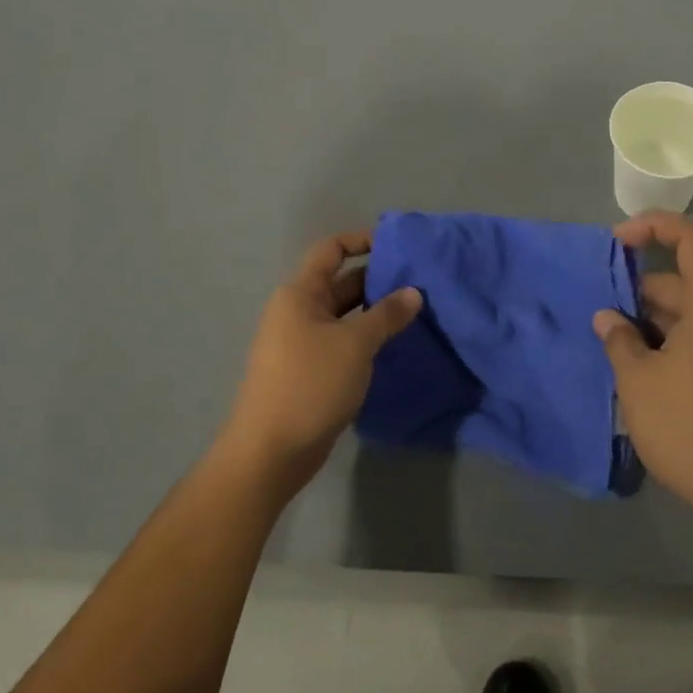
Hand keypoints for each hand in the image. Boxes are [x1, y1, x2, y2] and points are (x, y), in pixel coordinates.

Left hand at [225, 229, 421, 492]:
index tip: (399, 246)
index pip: (331, 250)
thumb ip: (387, 314)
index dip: (362, 241)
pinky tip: (397, 344)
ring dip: (377, 312)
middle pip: (342, 282)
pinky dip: (368, 338)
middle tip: (421, 283)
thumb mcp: (355, 344)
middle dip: (379, 280)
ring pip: (346, 315)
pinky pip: (344, 341)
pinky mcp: (311, 370)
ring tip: (417, 312)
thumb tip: (414, 293)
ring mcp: (303, 342)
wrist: (272, 451)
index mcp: (300, 293)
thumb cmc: (310, 384)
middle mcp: (298, 311)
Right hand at [594, 212, 692, 525]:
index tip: (619, 239)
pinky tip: (640, 371)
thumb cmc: (688, 427)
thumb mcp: (638, 383)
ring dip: (651, 321)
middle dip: (640, 290)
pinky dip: (667, 342)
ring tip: (614, 346)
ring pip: (688, 315)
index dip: (657, 226)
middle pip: (684, 283)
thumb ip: (619, 342)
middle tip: (602, 316)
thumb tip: (608, 318)